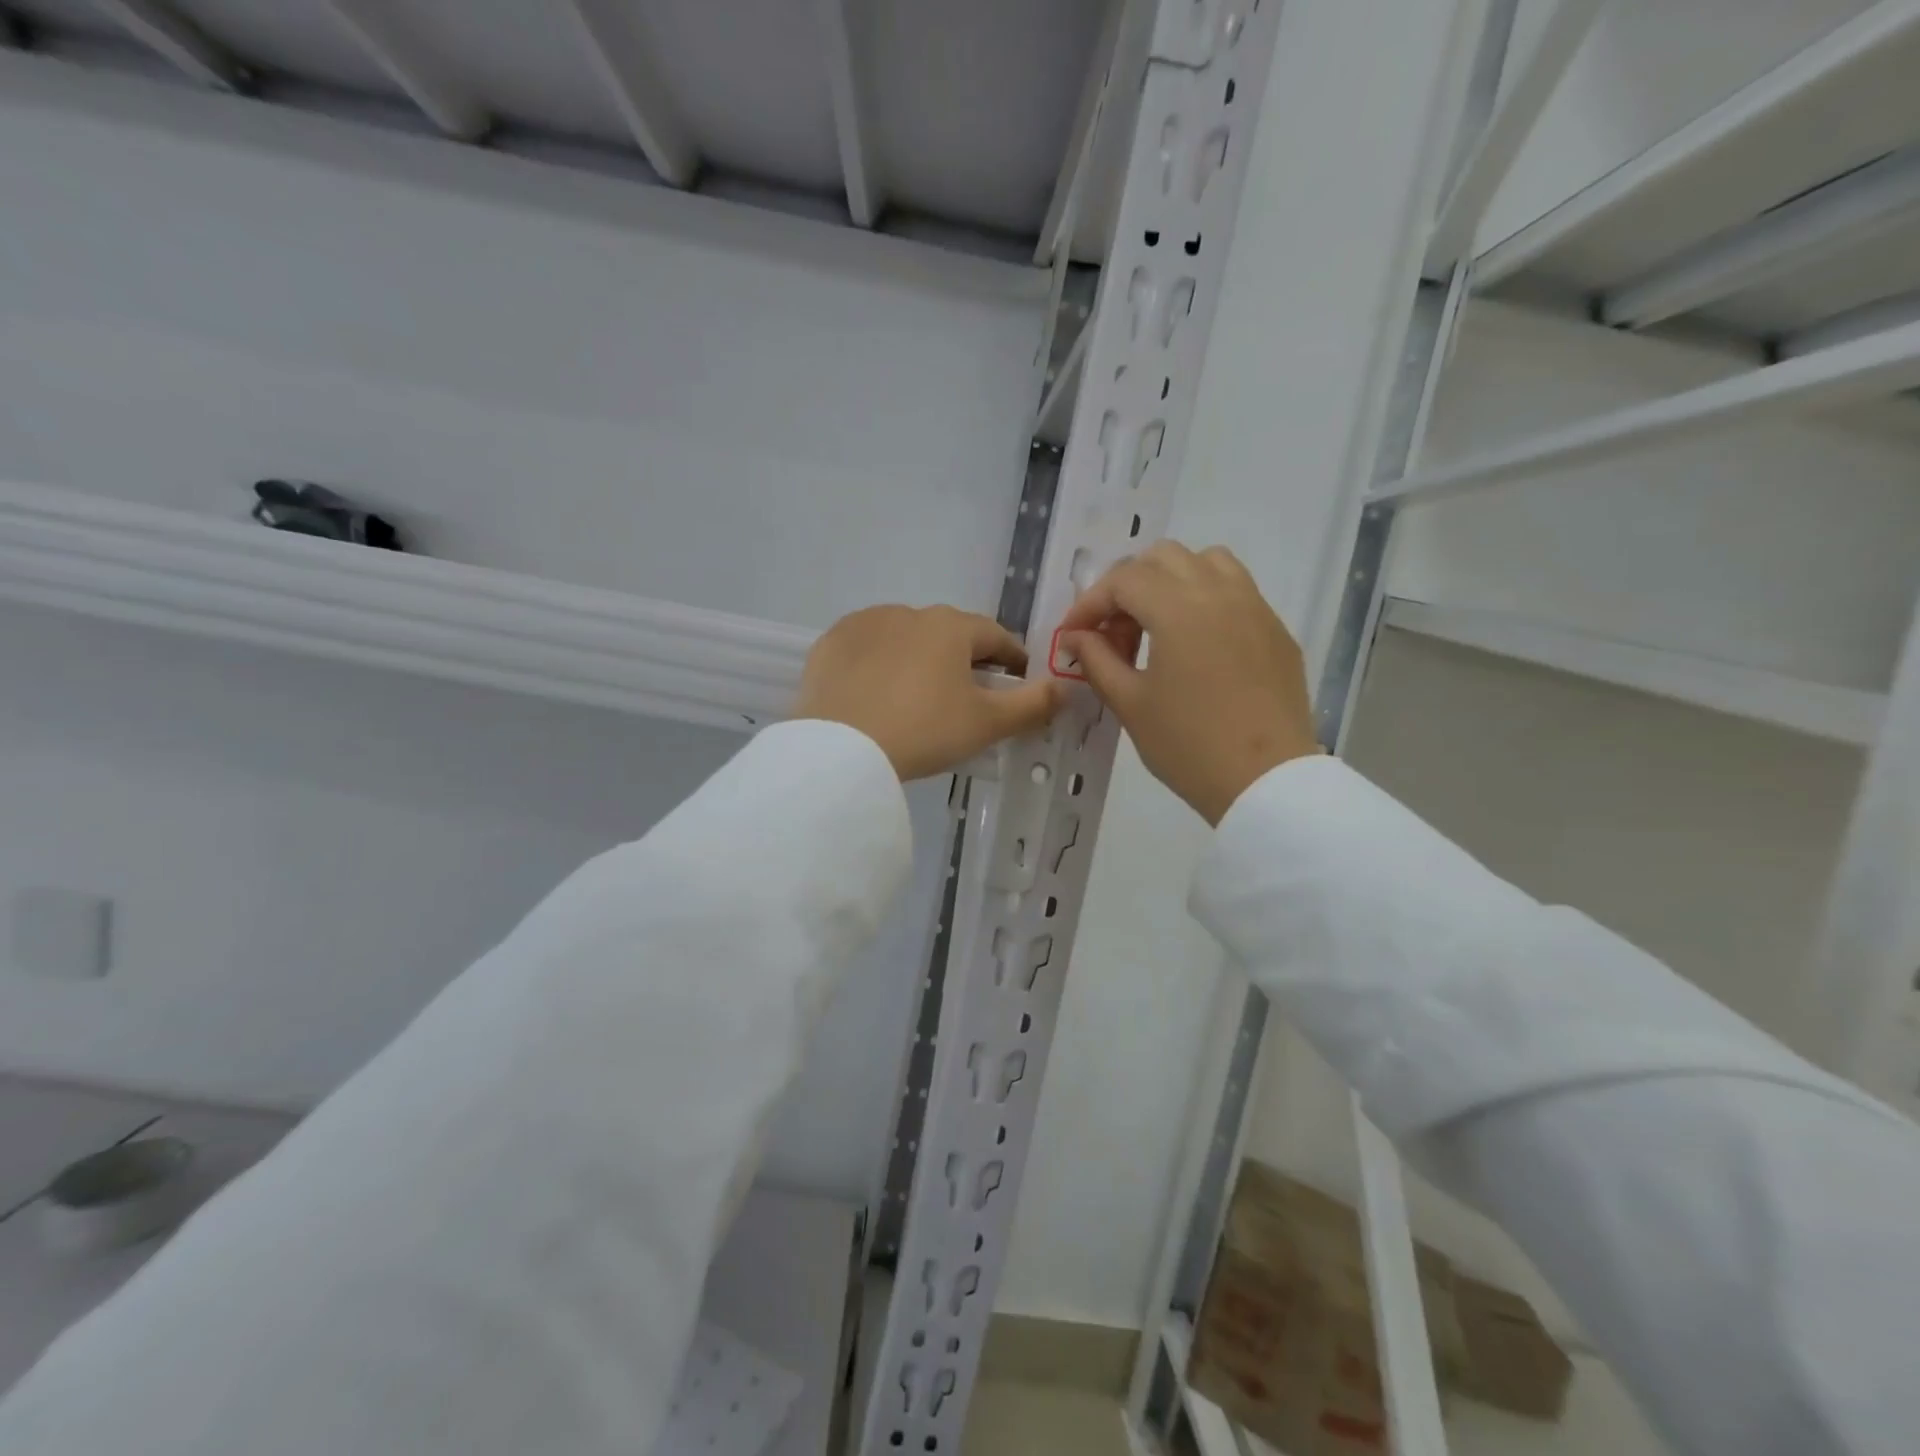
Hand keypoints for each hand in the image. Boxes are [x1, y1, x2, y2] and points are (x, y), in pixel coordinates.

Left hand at [793, 605, 1064, 780]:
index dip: (1011, 659)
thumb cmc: (924, 731)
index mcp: (951, 626)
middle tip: (966, 696)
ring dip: (919, 658)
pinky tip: (876, 692)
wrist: (842, 750)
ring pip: (905, 638)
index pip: (995, 636)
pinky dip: (878, 664)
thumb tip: (1065, 689)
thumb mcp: (986, 724)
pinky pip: (866, 649)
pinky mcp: (831, 643)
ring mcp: (865, 623)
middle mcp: (909, 612)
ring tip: (916, 696)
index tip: (1017, 680)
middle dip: (963, 659)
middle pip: (949, 634)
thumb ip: (1032, 704)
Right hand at [1058, 542, 1319, 823]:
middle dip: (1128, 585)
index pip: (1123, 580)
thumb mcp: (1130, 704)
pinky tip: (1197, 644)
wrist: (1266, 781)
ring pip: (1206, 562)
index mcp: (1179, 608)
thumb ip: (1097, 660)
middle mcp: (1219, 592)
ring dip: (1171, 580)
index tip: (1074, 635)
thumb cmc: (1188, 745)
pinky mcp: (1276, 629)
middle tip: (1114, 631)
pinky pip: (1236, 590)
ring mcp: (1255, 607)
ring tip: (1157, 624)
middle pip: (1163, 558)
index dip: (1090, 603)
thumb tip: (1077, 636)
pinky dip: (1206, 598)